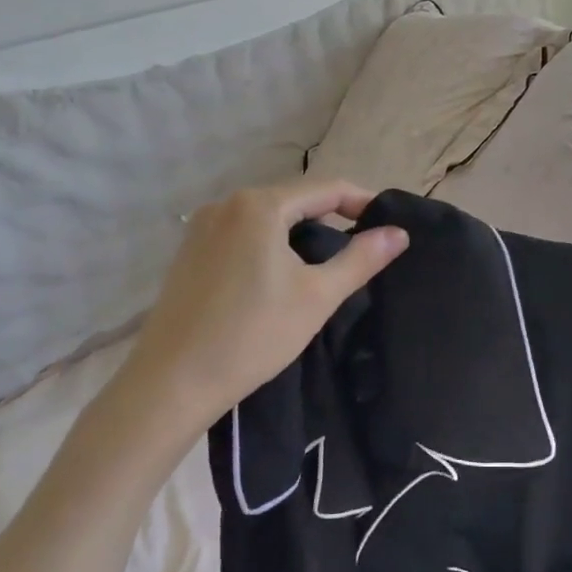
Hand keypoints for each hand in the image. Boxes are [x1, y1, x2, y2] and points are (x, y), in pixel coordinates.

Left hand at [102, 177, 408, 447]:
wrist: (172, 383)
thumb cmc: (252, 335)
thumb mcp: (317, 296)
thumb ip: (361, 259)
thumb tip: (399, 233)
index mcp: (259, 205)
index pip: (326, 188)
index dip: (363, 202)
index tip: (389, 224)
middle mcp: (226, 204)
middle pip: (294, 198)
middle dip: (333, 216)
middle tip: (364, 245)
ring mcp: (201, 227)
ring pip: (267, 216)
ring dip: (301, 230)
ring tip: (328, 260)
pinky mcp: (189, 252)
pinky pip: (242, 233)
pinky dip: (271, 242)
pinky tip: (281, 273)